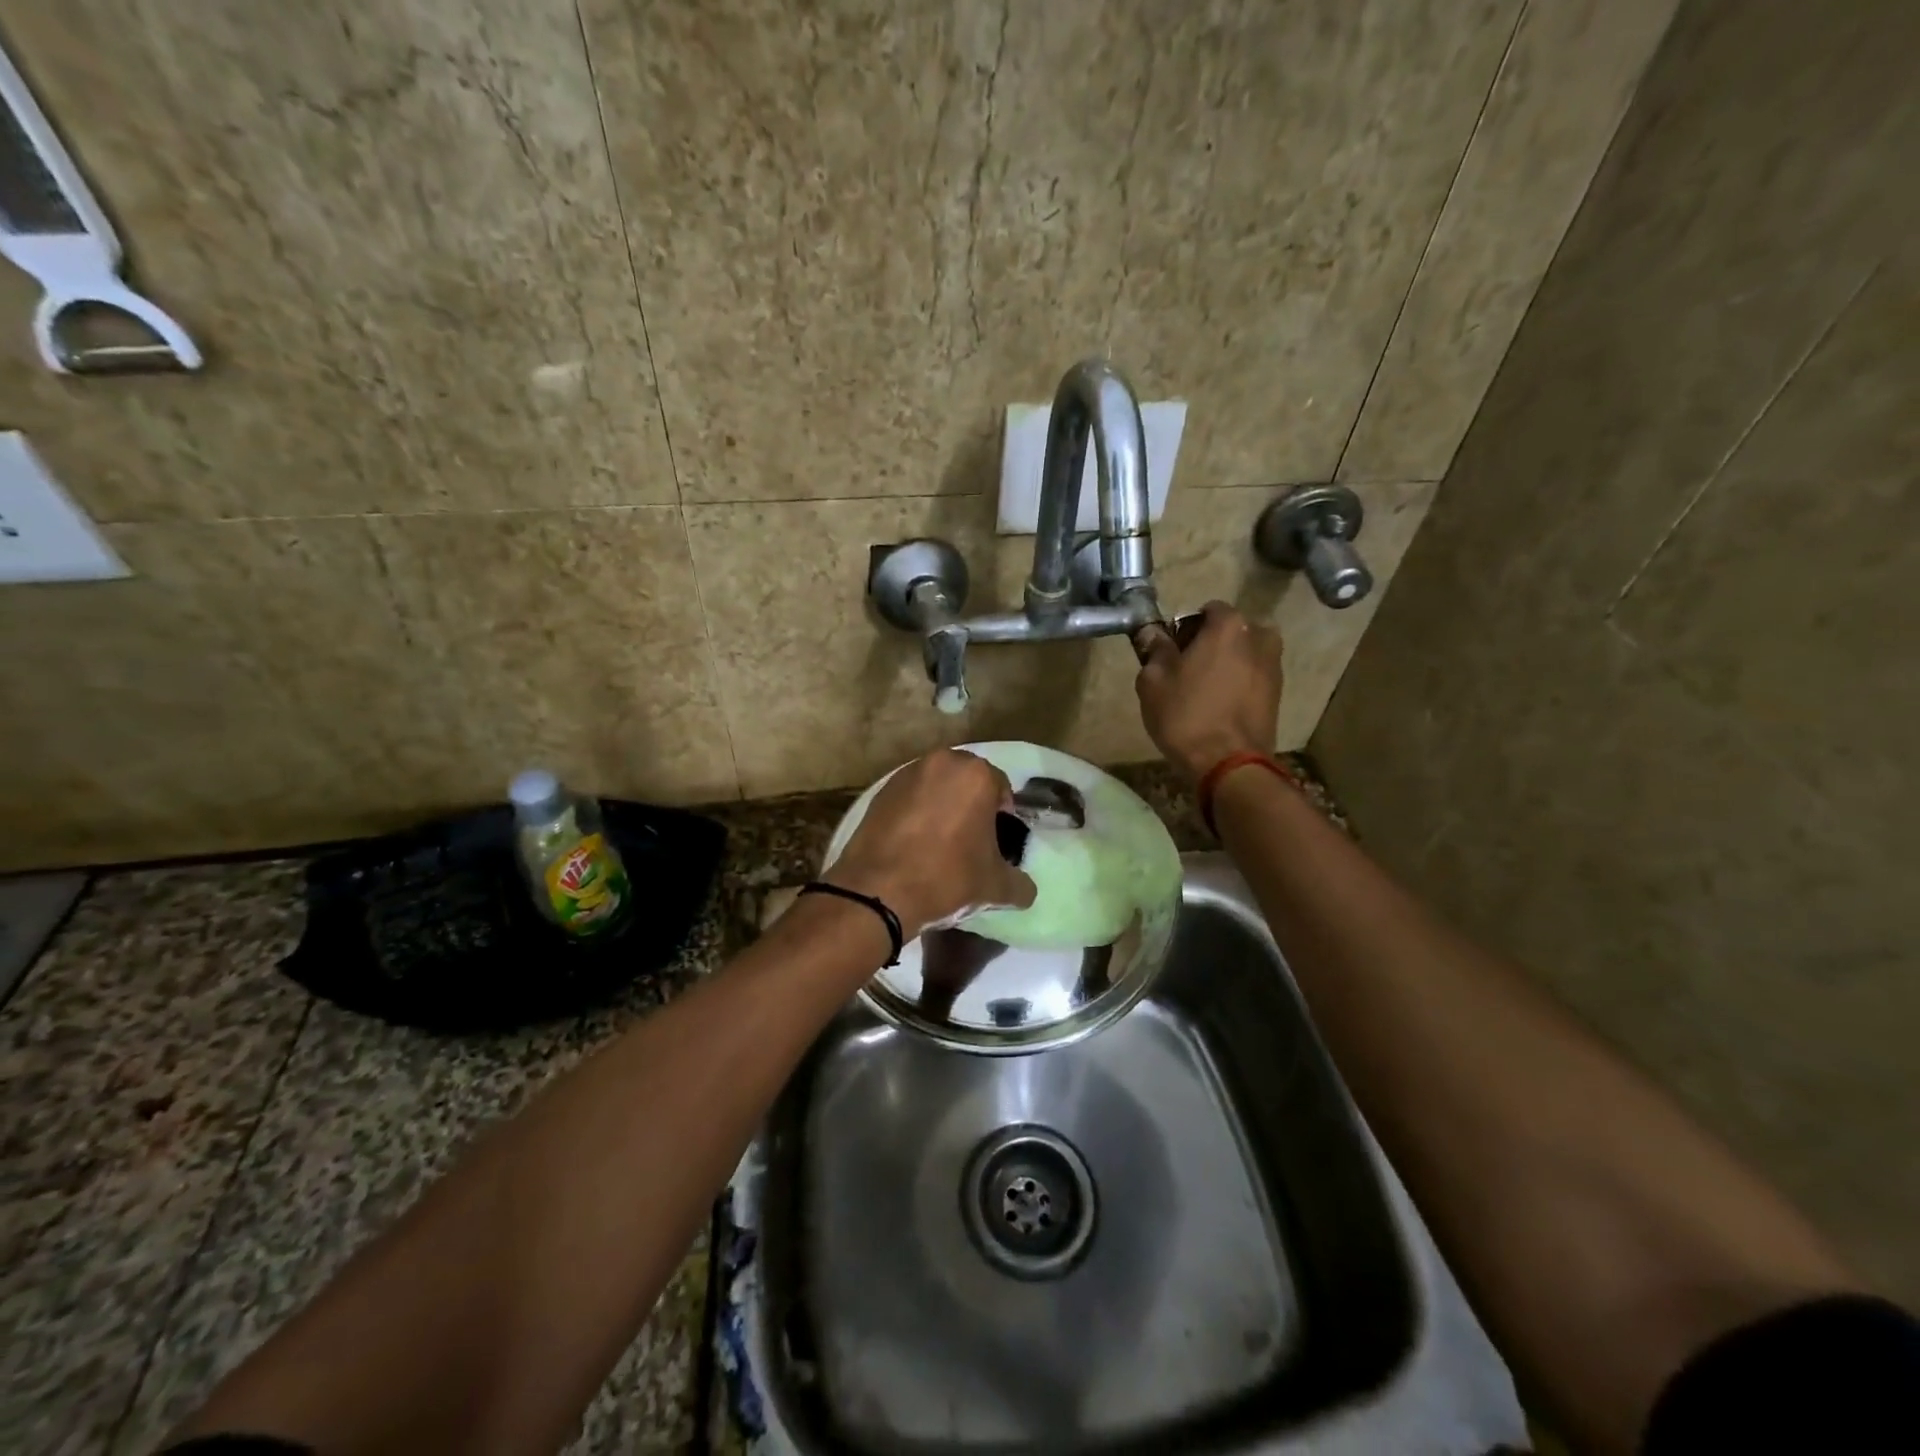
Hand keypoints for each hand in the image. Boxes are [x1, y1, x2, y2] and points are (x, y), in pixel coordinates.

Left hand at [827, 748, 1036, 936]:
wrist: (879, 890)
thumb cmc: (947, 878)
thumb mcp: (995, 887)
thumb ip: (1019, 884)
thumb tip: (1026, 890)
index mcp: (976, 775)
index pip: (1001, 788)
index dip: (1003, 816)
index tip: (997, 842)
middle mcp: (942, 763)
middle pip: (967, 781)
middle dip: (972, 804)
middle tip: (971, 839)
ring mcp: (906, 774)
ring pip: (936, 786)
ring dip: (942, 805)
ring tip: (940, 842)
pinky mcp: (879, 791)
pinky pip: (909, 797)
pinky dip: (915, 812)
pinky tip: (914, 843)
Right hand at [1135, 600, 1283, 784]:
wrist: (1229, 763)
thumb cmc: (1186, 715)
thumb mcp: (1153, 681)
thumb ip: (1154, 649)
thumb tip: (1152, 633)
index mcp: (1229, 626)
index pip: (1206, 610)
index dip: (1185, 628)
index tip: (1171, 652)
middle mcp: (1259, 636)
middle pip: (1229, 631)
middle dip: (1209, 644)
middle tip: (1185, 671)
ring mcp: (1274, 666)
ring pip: (1243, 654)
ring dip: (1225, 664)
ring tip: (1203, 692)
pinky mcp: (1278, 693)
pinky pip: (1252, 677)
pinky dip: (1238, 684)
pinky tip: (1219, 707)